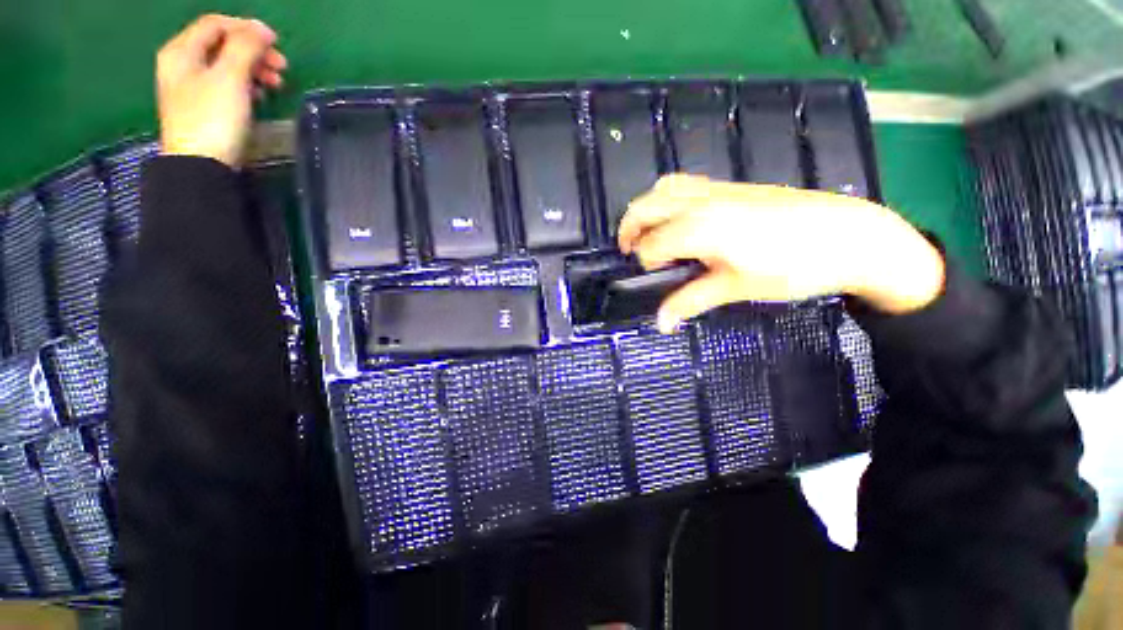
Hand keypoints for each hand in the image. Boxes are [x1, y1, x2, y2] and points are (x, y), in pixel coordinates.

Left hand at [156, 14, 287, 167]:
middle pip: (222, 44)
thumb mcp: (230, 77)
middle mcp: (182, 64)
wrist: (201, 165)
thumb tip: (261, 29)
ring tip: (275, 84)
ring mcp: (191, 87)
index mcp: (182, 51)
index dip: (246, 28)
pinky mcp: (203, 107)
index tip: (276, 43)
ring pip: (226, 65)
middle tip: (281, 68)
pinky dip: (245, 85)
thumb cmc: (213, 119)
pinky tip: (259, 96)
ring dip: (253, 69)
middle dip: (253, 51)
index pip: (216, 24)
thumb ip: (245, 48)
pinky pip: (226, 84)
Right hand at [618, 174, 945, 332]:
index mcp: (700, 227)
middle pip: (645, 206)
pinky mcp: (732, 186)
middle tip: (631, 252)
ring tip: (652, 234)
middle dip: (630, 228)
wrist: (850, 236)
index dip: (645, 263)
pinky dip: (668, 201)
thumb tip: (661, 324)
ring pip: (663, 189)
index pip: (651, 244)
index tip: (655, 279)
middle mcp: (701, 201)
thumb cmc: (794, 267)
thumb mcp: (737, 287)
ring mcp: (717, 189)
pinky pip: (684, 185)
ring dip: (648, 210)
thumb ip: (691, 301)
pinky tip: (682, 223)